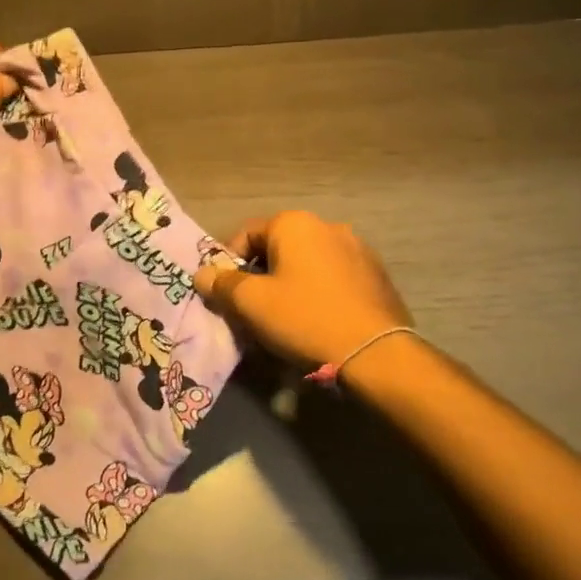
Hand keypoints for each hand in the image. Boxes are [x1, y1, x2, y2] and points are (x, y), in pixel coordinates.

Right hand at [192, 210, 414, 370]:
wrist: (376, 355)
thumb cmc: (305, 320)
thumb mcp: (252, 304)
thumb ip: (222, 284)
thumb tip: (203, 273)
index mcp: (295, 224)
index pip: (246, 234)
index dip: (228, 263)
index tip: (224, 295)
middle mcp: (327, 226)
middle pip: (278, 248)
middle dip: (261, 276)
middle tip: (252, 311)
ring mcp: (357, 249)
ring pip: (308, 264)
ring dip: (291, 284)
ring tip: (285, 320)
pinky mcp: (377, 276)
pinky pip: (334, 278)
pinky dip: (319, 293)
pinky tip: (318, 322)